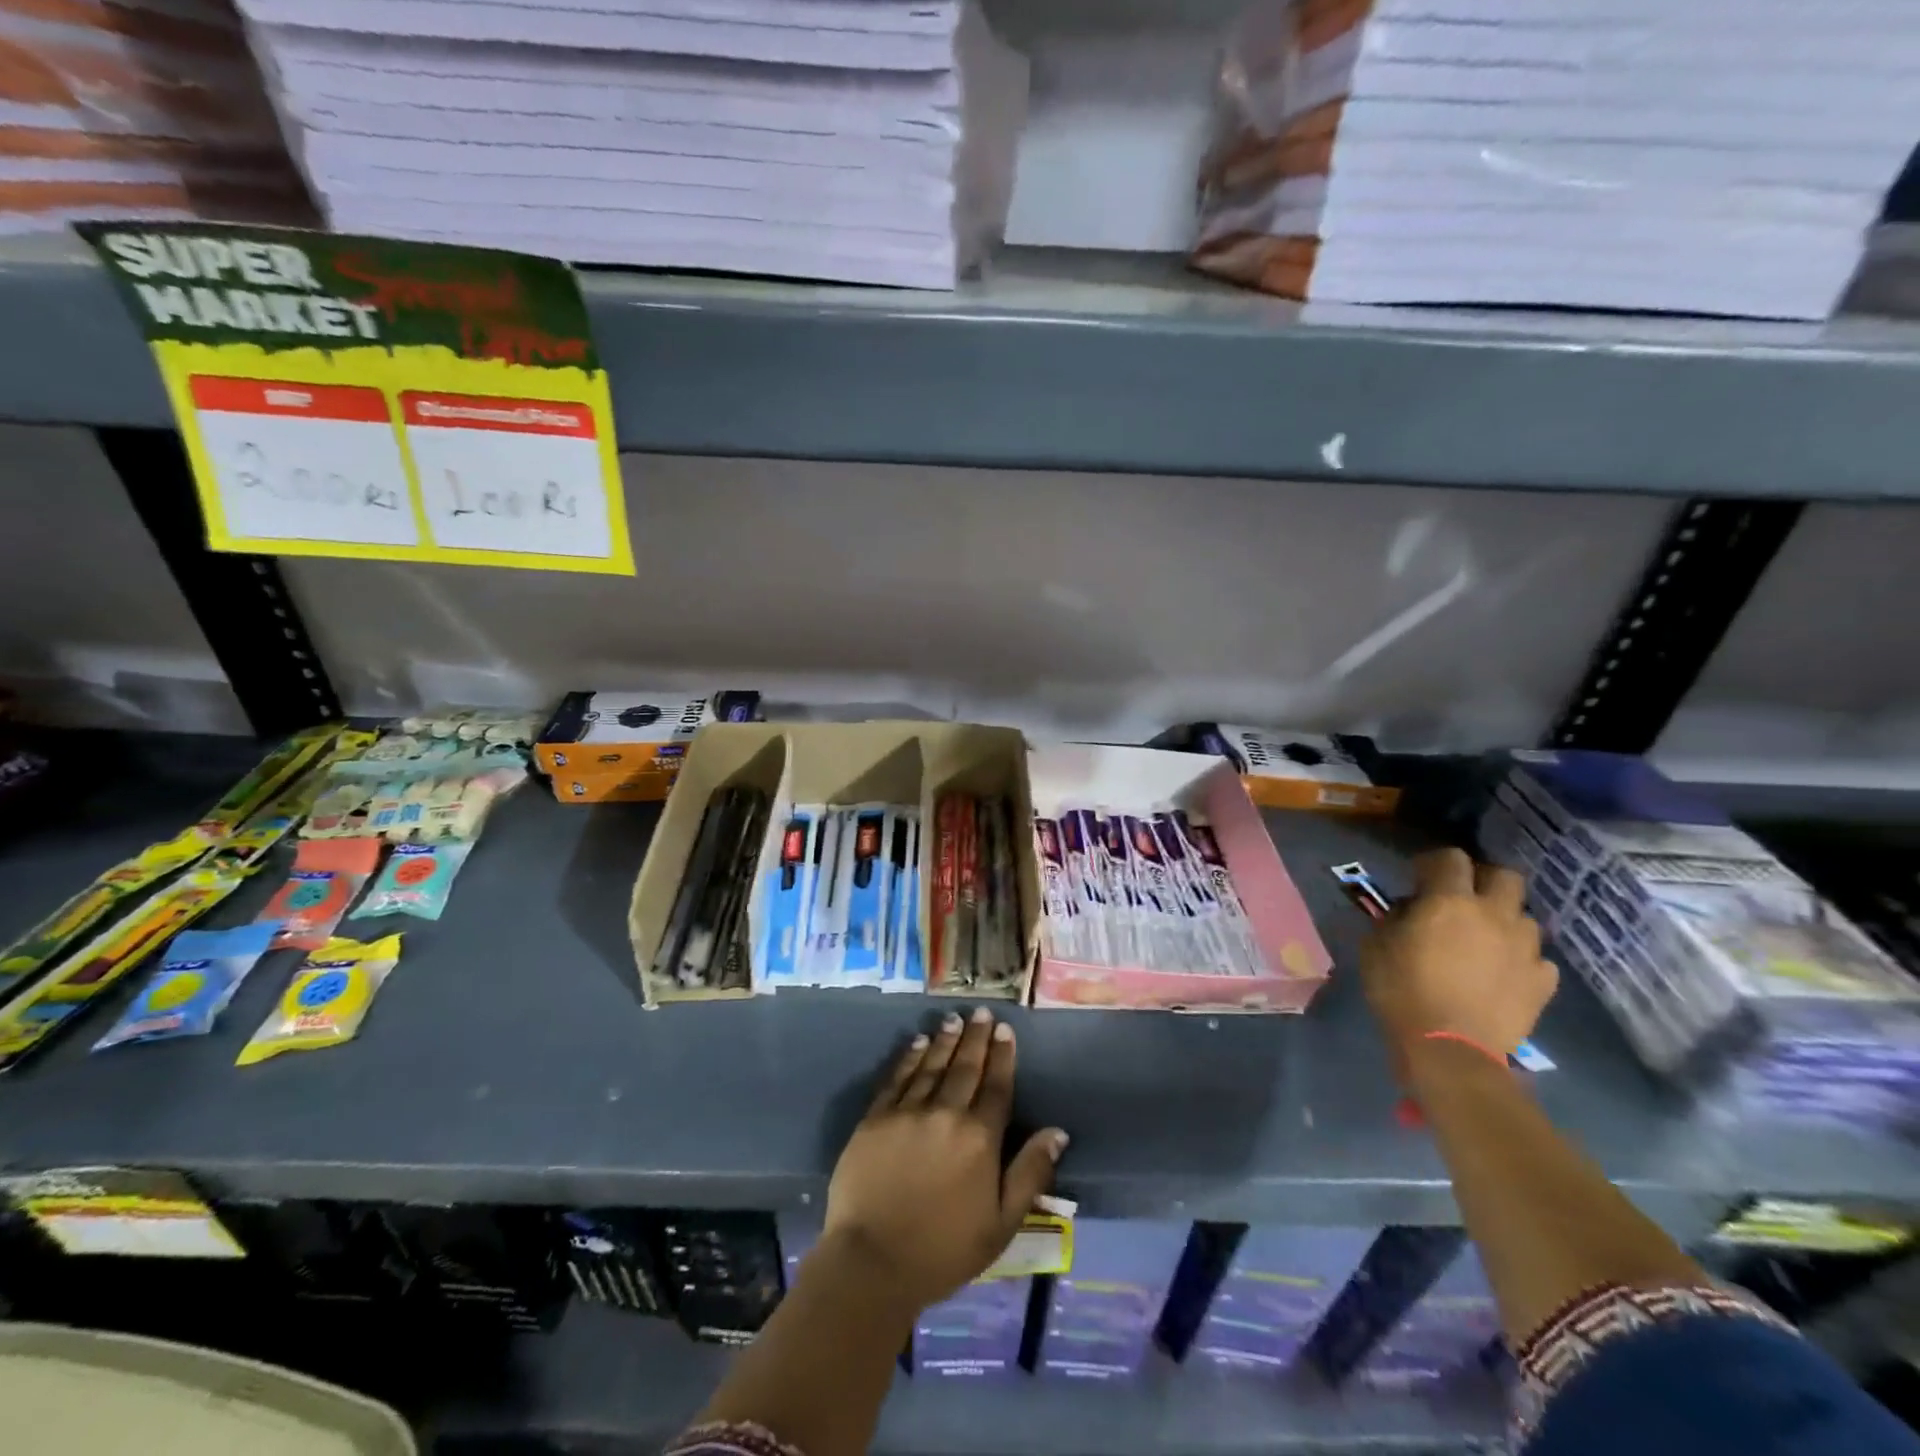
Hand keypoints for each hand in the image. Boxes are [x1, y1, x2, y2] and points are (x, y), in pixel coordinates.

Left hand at [822, 1007, 1068, 1310]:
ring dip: (945, 1040)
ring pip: (931, 1065)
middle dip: (976, 1037)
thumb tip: (1057, 1132)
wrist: (873, 1262)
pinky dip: (909, 1057)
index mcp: (979, 1138)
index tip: (1005, 1030)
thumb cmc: (944, 1250)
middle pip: (965, 1067)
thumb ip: (1030, 1174)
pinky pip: (897, 1078)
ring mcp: (907, 1112)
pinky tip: (917, 1042)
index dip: (1002, 1056)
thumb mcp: (1001, 1224)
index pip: (996, 1086)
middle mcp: (946, 1114)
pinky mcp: (875, 1118)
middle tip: (981, 1012)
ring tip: (954, 1020)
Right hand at [1360, 848, 1557, 1060]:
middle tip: (1462, 899)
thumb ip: (1396, 918)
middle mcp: (1494, 914)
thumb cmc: (1402, 991)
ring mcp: (1525, 948)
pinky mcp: (1543, 981)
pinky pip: (1537, 957)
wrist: (1449, 1050)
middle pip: (1505, 876)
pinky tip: (1502, 973)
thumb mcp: (1376, 945)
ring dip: (1503, 921)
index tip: (1419, 877)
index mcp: (1449, 901)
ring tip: (1484, 940)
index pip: (1451, 858)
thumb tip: (1412, 910)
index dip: (1434, 862)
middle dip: (1483, 880)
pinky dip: (1520, 959)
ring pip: (1524, 916)